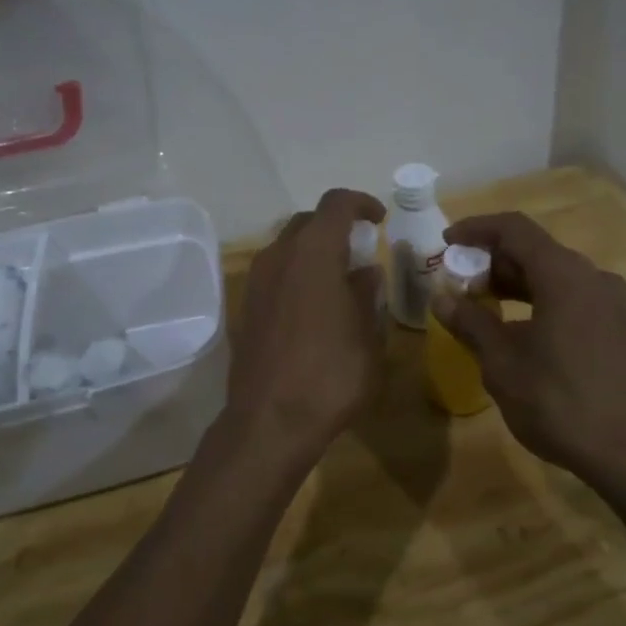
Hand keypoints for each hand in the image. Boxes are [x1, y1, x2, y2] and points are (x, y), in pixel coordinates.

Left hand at [220, 188, 387, 472]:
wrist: (269, 422)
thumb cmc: (330, 376)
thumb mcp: (368, 336)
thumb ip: (368, 295)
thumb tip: (365, 273)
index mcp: (314, 253)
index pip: (336, 204)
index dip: (361, 203)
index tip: (379, 218)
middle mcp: (279, 256)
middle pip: (308, 222)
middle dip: (336, 227)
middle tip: (361, 249)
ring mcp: (256, 282)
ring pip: (287, 247)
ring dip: (314, 252)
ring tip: (339, 279)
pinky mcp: (245, 307)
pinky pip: (274, 274)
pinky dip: (296, 274)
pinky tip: (313, 306)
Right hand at [431, 212, 625, 490]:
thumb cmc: (560, 403)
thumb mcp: (503, 364)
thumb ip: (470, 323)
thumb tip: (442, 298)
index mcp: (564, 275)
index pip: (514, 229)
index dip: (476, 229)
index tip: (447, 243)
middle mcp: (592, 277)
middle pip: (535, 250)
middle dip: (492, 260)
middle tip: (459, 283)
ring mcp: (611, 302)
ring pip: (554, 275)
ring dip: (515, 282)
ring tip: (481, 305)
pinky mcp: (619, 326)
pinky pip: (571, 296)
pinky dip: (539, 300)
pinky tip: (518, 329)